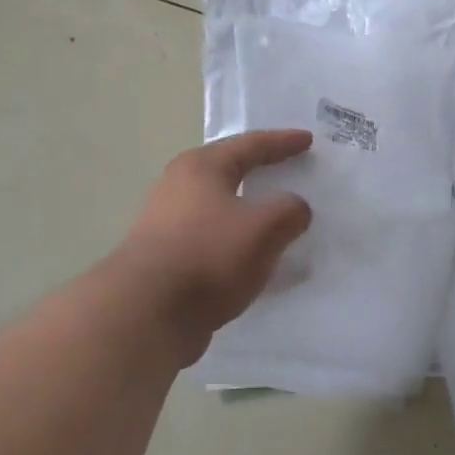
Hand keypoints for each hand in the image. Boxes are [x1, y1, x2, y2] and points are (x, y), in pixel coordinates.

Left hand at [113, 130, 314, 333]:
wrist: (146, 314)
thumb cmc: (208, 255)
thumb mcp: (265, 227)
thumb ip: (290, 210)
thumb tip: (294, 209)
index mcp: (201, 167)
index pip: (250, 145)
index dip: (282, 142)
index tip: (308, 140)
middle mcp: (179, 187)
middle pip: (229, 173)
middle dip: (261, 172)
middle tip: (289, 171)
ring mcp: (168, 225)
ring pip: (221, 210)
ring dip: (249, 213)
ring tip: (278, 221)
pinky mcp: (166, 260)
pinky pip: (214, 242)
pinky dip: (238, 244)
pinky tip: (255, 261)